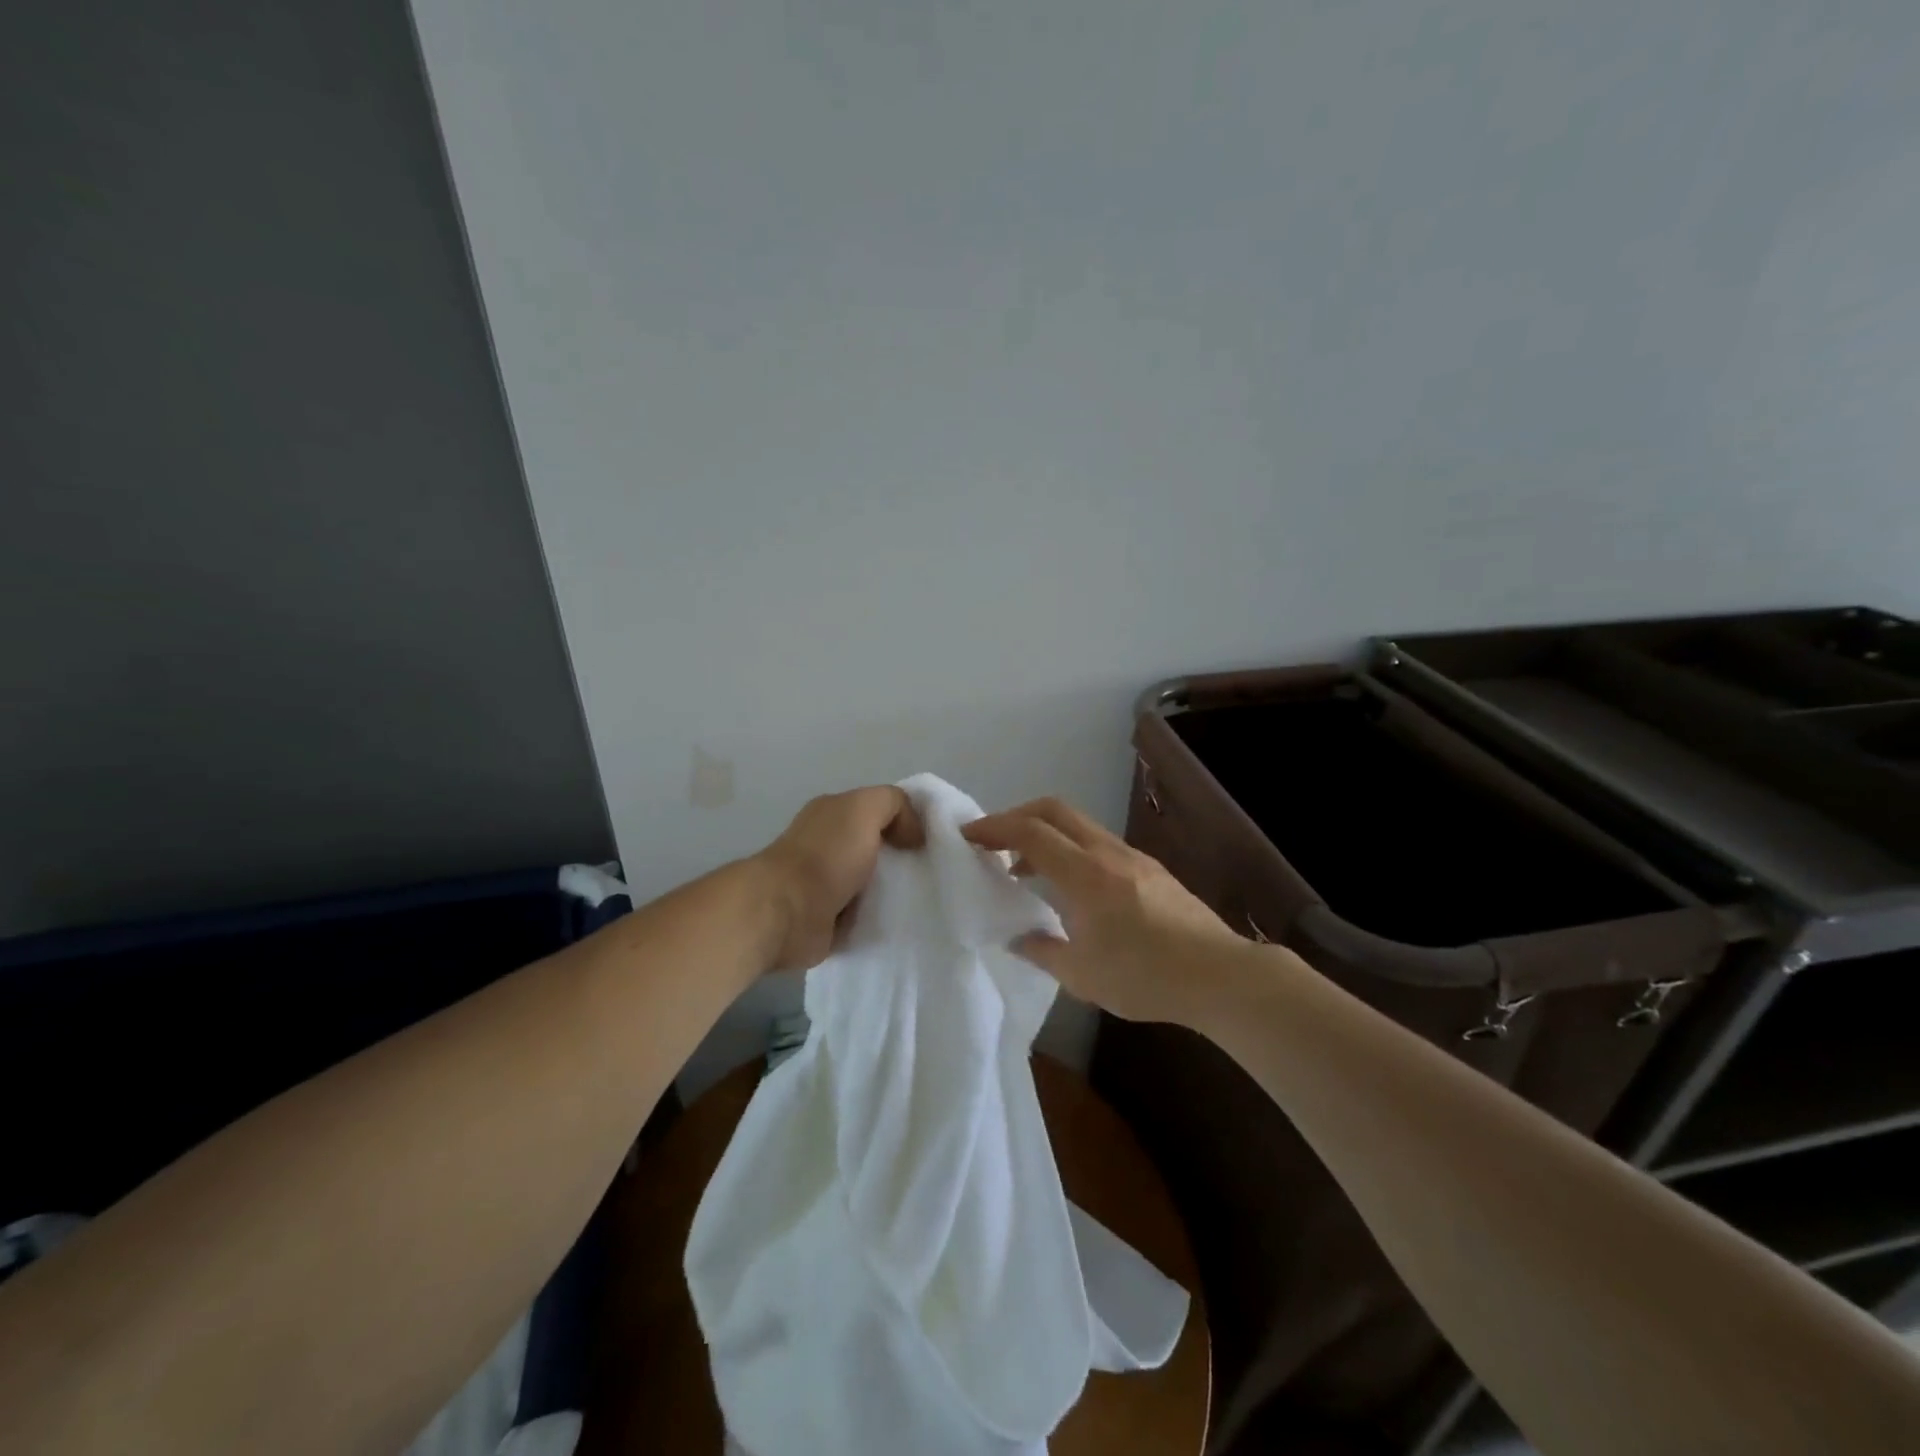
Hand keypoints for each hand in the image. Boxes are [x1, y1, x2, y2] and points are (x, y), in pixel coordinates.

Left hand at [753, 786, 925, 971]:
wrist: (786, 912)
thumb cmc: (827, 855)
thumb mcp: (865, 808)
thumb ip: (894, 804)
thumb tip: (912, 833)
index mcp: (833, 814)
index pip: (878, 810)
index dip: (907, 820)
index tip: (932, 841)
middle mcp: (828, 845)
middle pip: (878, 847)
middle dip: (904, 858)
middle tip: (932, 872)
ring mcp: (826, 884)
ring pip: (873, 883)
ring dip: (893, 892)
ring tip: (923, 901)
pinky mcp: (828, 920)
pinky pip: (863, 916)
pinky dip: (879, 919)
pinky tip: (902, 923)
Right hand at [962, 797, 1260, 1026]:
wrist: (1219, 975)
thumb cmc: (1145, 976)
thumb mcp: (1081, 975)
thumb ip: (1041, 950)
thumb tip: (1017, 937)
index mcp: (1086, 874)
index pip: (1031, 831)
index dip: (994, 827)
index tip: (967, 835)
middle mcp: (1107, 853)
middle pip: (1054, 810)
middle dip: (1016, 817)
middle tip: (992, 842)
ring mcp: (1132, 857)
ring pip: (1078, 825)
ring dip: (1045, 834)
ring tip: (1024, 869)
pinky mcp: (1149, 869)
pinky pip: (1097, 843)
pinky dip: (1070, 849)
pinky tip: (1069, 887)